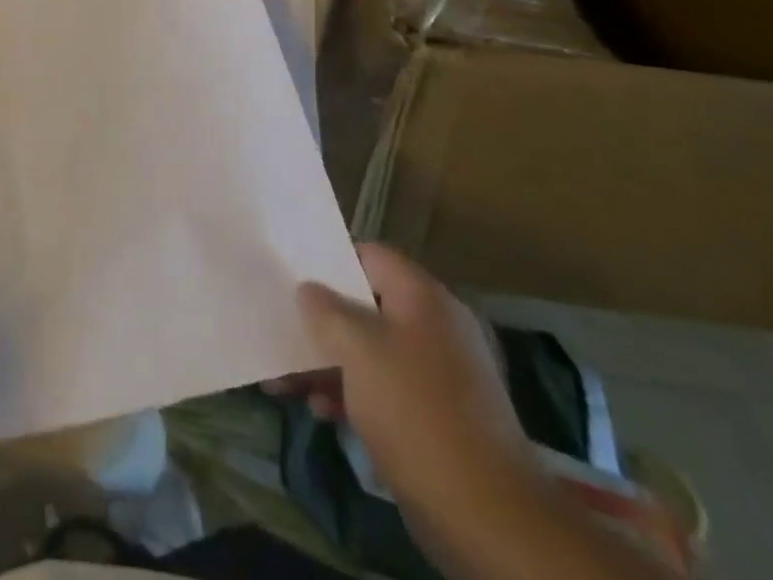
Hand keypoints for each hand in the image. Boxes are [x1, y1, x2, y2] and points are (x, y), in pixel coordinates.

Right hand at [290, 248, 676, 579]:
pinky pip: (388, 390)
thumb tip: (309, 289)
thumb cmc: (416, 411)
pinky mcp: (441, 419)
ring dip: (331, 362)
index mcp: (424, 298)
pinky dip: (354, 394)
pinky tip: (321, 410)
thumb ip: (326, 311)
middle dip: (323, 321)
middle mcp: (438, 327)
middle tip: (284, 328)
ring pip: (374, 352)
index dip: (331, 261)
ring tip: (288, 380)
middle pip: (368, 306)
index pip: (371, 255)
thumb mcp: (357, 350)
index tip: (295, 276)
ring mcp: (443, 376)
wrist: (488, 516)